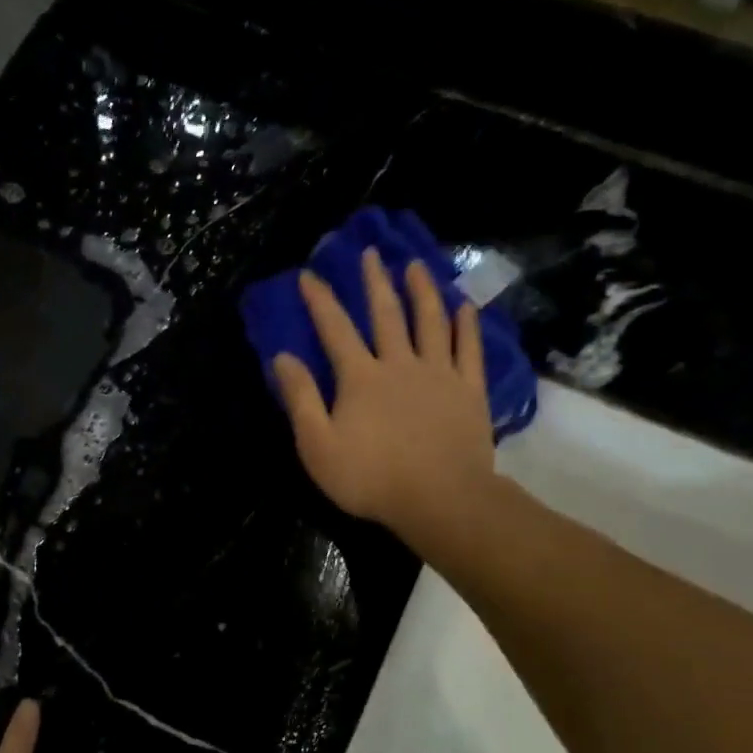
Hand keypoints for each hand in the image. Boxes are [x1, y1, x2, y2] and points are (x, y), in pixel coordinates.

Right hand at [272, 250, 499, 563]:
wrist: (440, 499)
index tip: (309, 275)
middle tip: (371, 253)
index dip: (320, 300)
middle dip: (375, 282)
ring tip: (416, 266)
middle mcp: (400, 364)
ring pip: (431, 322)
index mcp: (360, 378)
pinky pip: (470, 349)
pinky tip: (465, 307)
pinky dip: (467, 325)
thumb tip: (282, 358)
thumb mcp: (318, 445)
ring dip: (422, 291)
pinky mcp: (469, 390)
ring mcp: (439, 374)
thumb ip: (301, 399)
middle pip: (386, 315)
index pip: (335, 330)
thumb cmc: (371, 478)